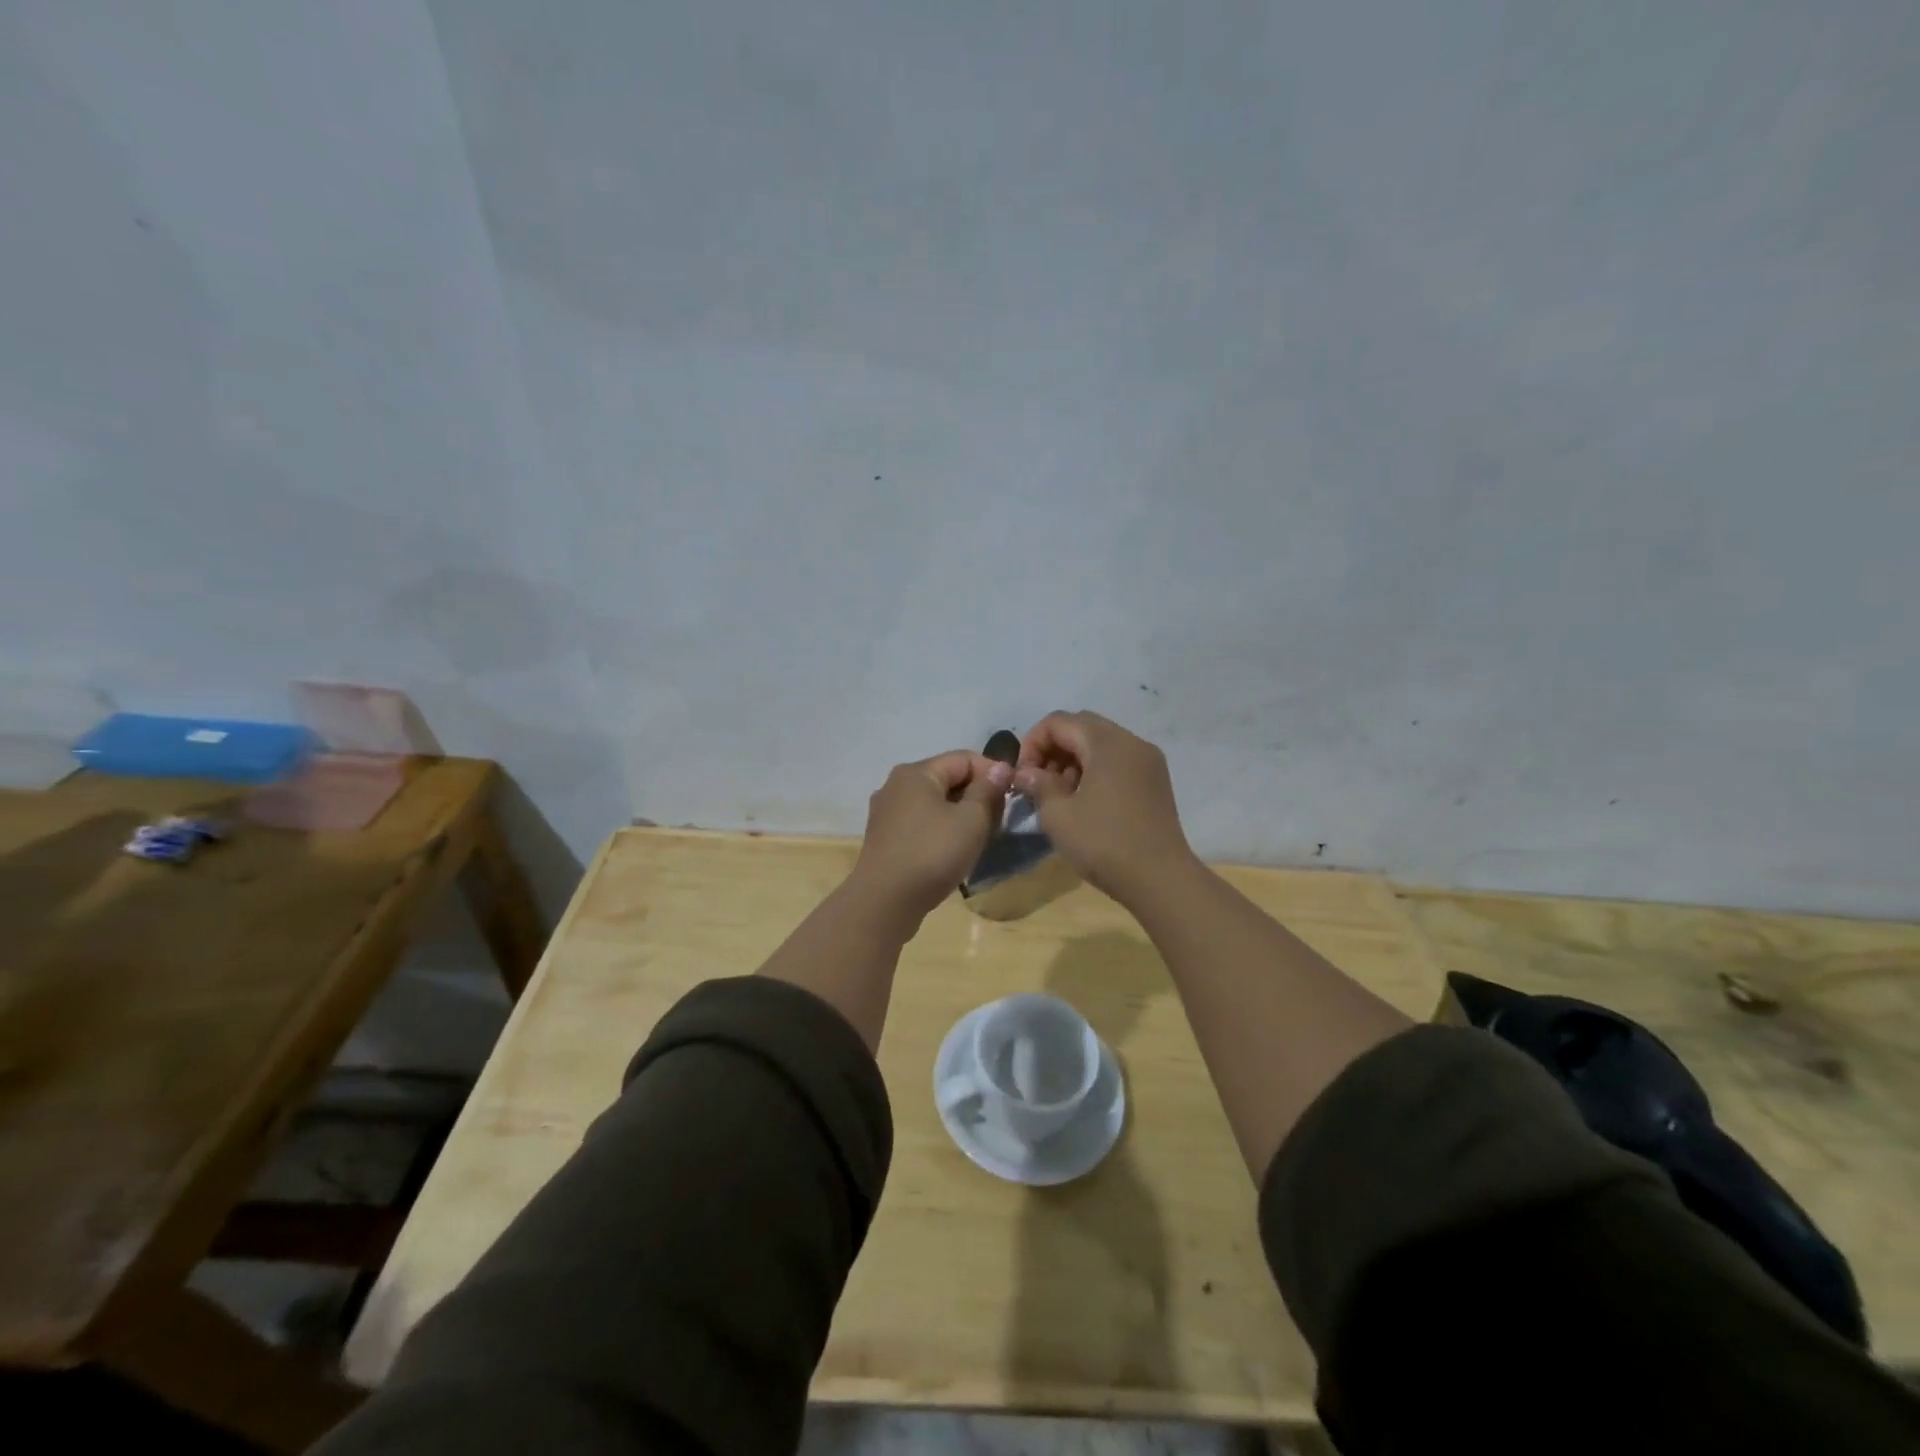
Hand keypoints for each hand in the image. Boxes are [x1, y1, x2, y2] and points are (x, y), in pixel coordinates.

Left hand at [850, 750, 1012, 927]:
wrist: (885, 902)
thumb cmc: (932, 853)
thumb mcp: (971, 820)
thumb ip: (987, 790)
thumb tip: (1001, 767)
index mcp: (916, 773)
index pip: (964, 759)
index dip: (993, 772)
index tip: (1013, 796)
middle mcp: (896, 785)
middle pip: (947, 779)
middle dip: (977, 796)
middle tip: (999, 821)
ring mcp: (887, 813)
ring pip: (935, 803)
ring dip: (961, 815)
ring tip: (981, 838)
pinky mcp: (885, 839)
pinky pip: (921, 824)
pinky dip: (942, 830)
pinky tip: (954, 852)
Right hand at [1015, 711, 1193, 904]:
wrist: (1161, 880)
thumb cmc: (1104, 843)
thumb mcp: (1058, 815)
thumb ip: (1038, 785)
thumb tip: (1026, 773)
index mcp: (1107, 742)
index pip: (1058, 721)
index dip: (1032, 743)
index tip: (1022, 776)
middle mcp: (1131, 742)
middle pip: (1081, 727)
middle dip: (1053, 749)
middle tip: (1037, 782)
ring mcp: (1148, 761)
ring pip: (1100, 744)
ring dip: (1073, 760)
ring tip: (1059, 796)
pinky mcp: (1155, 782)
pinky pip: (1117, 762)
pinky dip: (1094, 771)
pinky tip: (1084, 802)